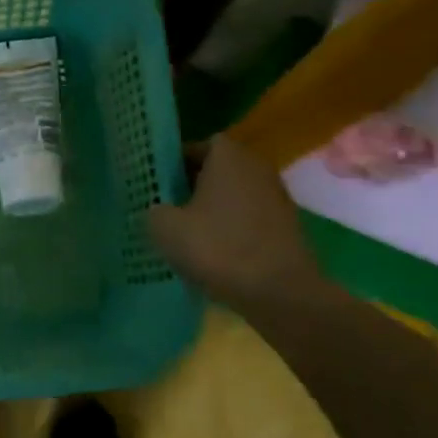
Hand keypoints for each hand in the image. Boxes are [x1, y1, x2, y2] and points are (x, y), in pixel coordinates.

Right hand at [148, 137, 327, 308]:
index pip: (198, 145)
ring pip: (232, 194)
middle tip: (164, 206)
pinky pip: (246, 217)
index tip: (155, 183)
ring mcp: (275, 196)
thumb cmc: (218, 248)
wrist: (279, 292)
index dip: (174, 162)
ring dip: (210, 208)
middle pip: (216, 169)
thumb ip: (152, 210)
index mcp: (228, 156)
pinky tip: (211, 251)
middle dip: (190, 185)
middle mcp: (256, 167)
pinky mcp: (284, 226)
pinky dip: (229, 228)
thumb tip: (156, 210)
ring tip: (184, 232)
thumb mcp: (164, 228)